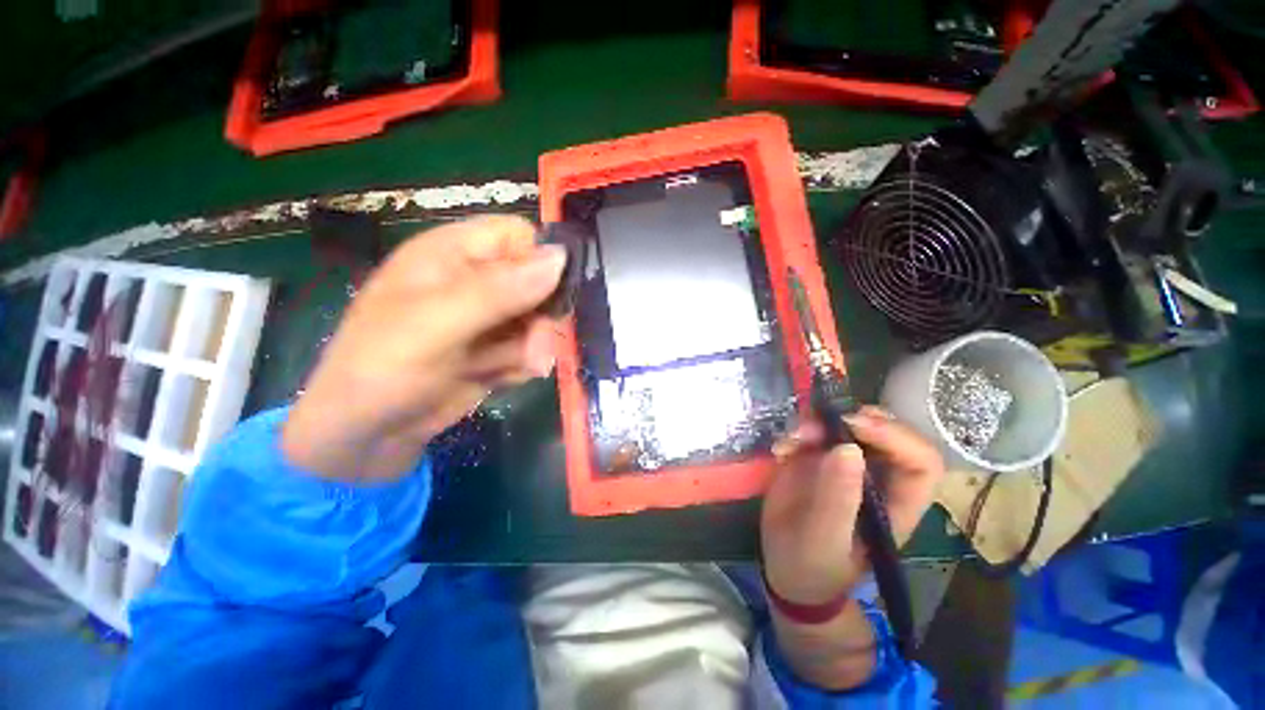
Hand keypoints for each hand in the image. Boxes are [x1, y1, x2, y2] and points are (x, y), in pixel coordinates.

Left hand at [282, 216, 565, 480]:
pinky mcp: (495, 349)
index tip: (548, 298)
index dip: (539, 262)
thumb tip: (559, 258)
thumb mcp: (438, 324)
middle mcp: (474, 280)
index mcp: (451, 254)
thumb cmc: (385, 367)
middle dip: (541, 317)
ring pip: (539, 319)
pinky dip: (522, 365)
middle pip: (538, 282)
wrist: (368, 434)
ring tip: (513, 370)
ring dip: (533, 347)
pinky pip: (530, 348)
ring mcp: (487, 318)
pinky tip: (498, 379)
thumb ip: (499, 291)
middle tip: (536, 348)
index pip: (517, 236)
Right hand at [760, 406, 943, 688]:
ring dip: (818, 423)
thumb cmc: (812, 566)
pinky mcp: (815, 459)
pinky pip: (812, 432)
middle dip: (852, 419)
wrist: (784, 568)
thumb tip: (848, 448)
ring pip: (845, 425)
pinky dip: (795, 433)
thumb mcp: (824, 540)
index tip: (854, 425)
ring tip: (792, 439)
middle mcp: (875, 477)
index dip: (896, 437)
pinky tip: (780, 450)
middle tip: (818, 422)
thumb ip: (837, 498)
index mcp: (895, 503)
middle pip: (884, 431)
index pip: (920, 461)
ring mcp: (844, 465)